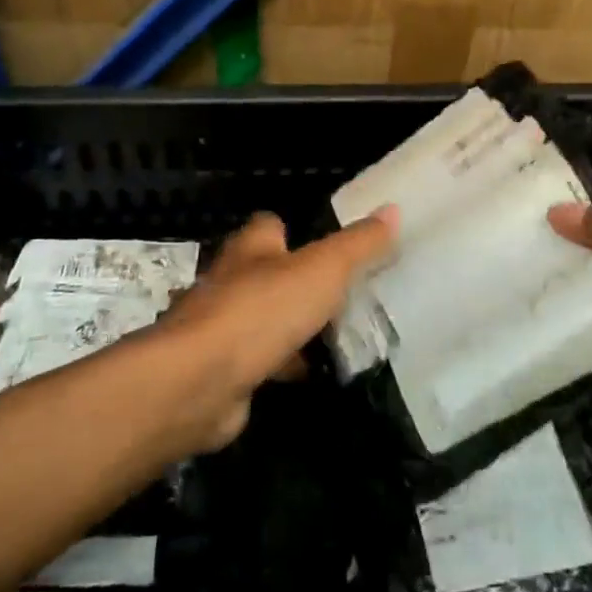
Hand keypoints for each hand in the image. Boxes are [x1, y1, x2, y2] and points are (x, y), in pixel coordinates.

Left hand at [150, 208, 397, 450]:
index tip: (329, 244)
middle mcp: (231, 282)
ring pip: (263, 320)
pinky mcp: (222, 370)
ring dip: (291, 328)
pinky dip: (281, 366)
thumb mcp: (323, 270)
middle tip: (344, 294)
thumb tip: (392, 209)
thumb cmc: (262, 311)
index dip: (295, 230)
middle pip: (267, 274)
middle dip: (298, 283)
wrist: (199, 381)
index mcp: (251, 249)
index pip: (270, 226)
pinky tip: (309, 375)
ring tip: (336, 336)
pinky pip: (259, 362)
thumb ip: (358, 244)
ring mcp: (222, 329)